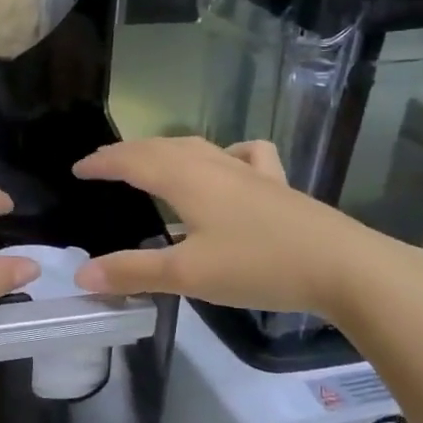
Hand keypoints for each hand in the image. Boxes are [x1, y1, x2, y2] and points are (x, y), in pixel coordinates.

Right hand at [70, 137, 406, 317]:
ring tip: (151, 162)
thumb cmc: (258, 266)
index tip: (78, 168)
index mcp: (186, 179)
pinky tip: (228, 165)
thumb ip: (133, 271)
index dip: (102, 162)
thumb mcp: (187, 274)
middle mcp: (214, 165)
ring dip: (166, 151)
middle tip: (103, 164)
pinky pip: (243, 156)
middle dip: (128, 153)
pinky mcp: (277, 185)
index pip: (132, 160)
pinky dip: (224, 154)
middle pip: (161, 148)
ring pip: (198, 148)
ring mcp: (249, 172)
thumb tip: (82, 273)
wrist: (344, 267)